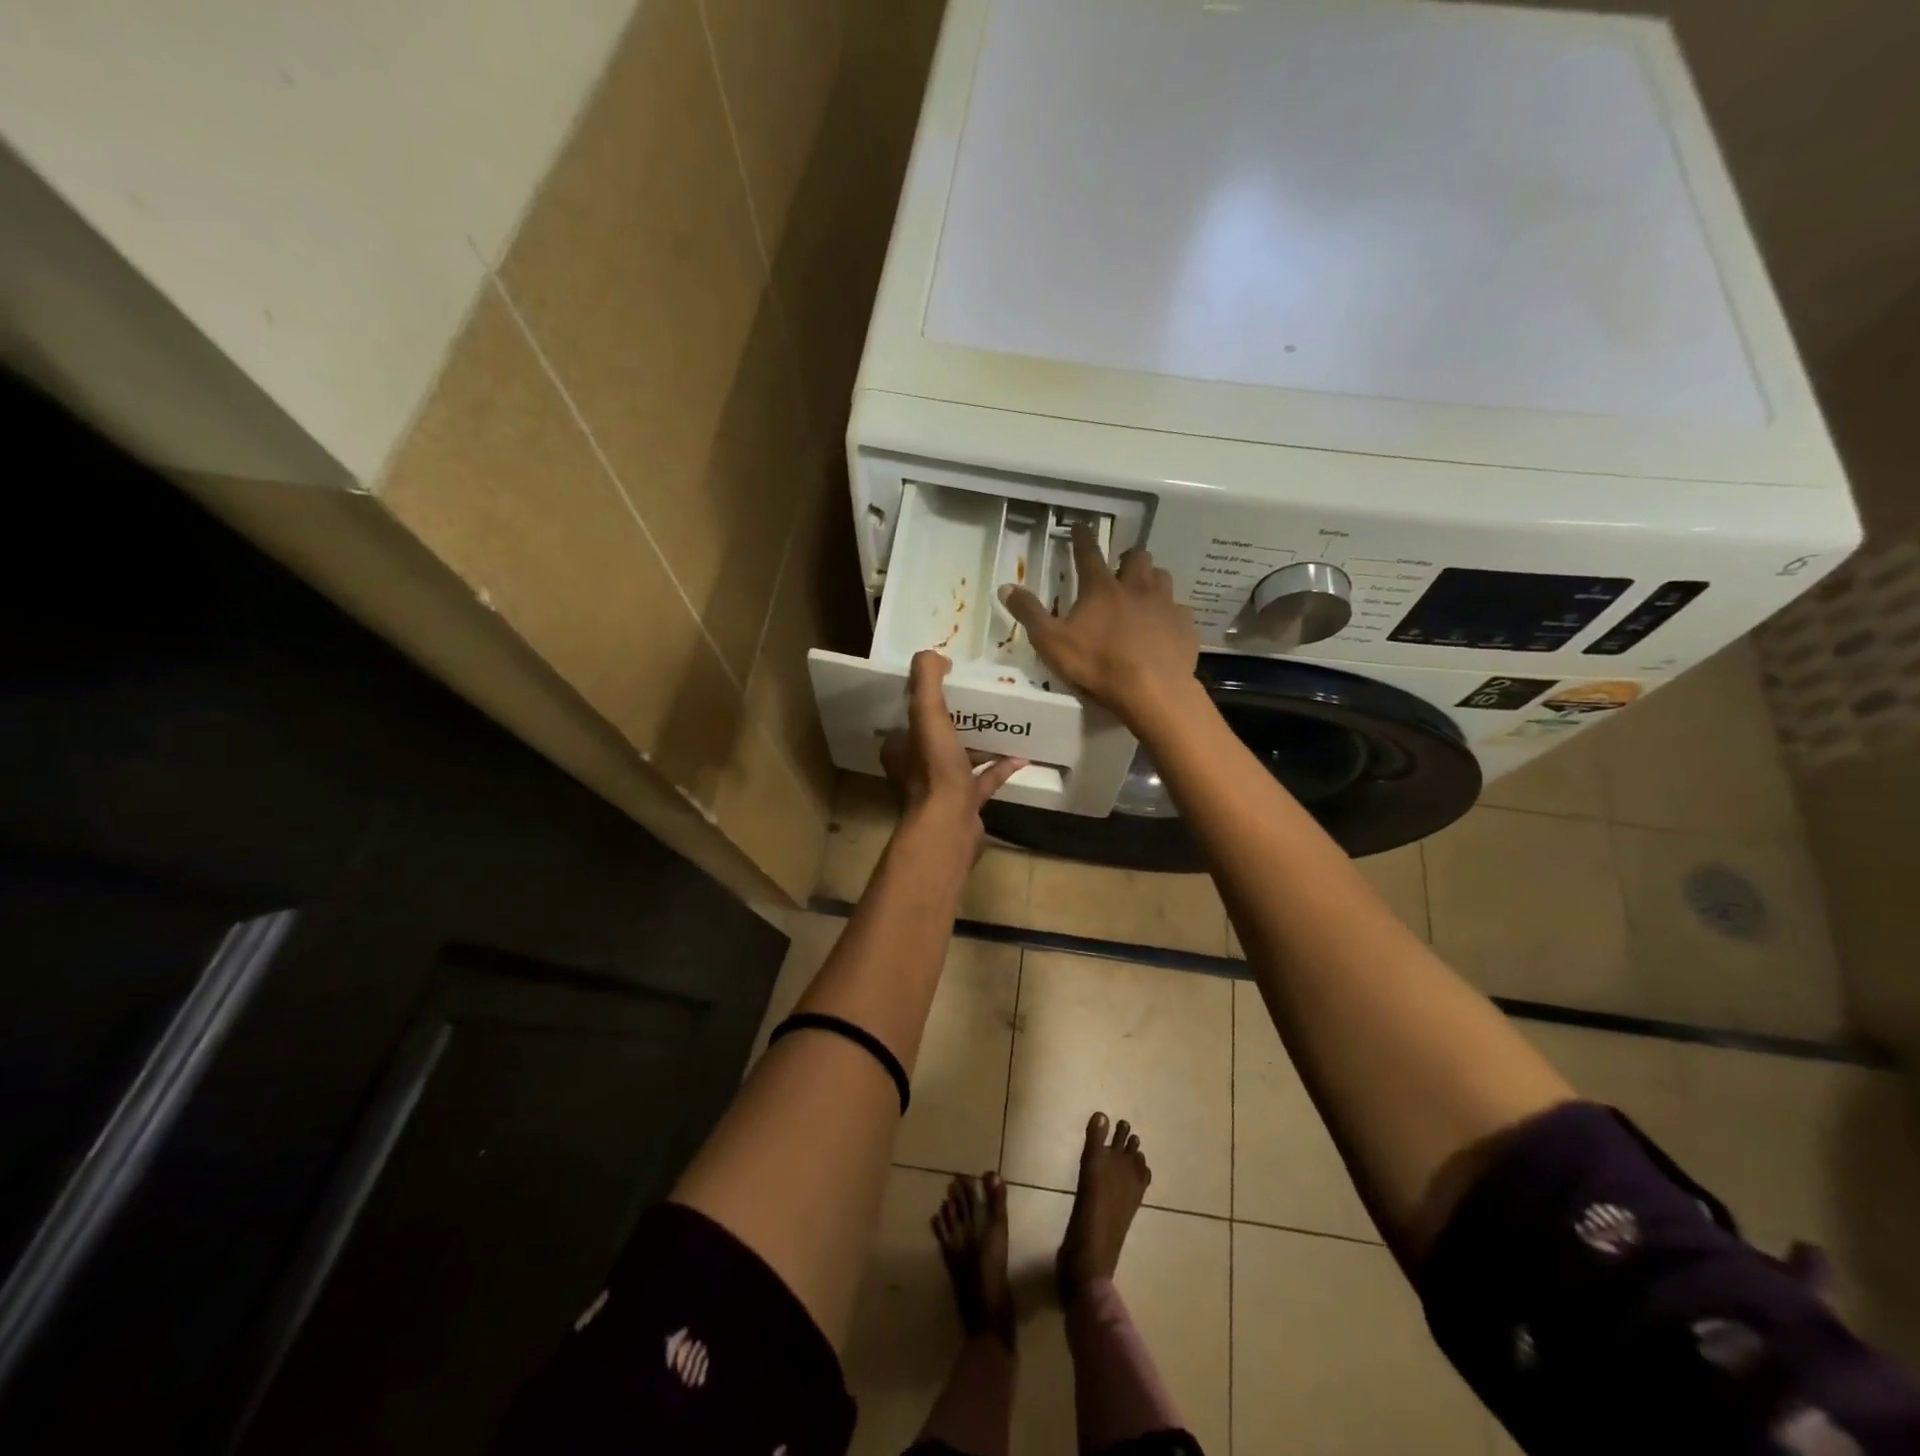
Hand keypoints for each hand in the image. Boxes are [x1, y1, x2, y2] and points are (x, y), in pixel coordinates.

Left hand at [881, 651, 1026, 846]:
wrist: (950, 826)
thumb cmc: (934, 769)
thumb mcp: (928, 714)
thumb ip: (926, 681)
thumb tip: (931, 654)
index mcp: (901, 748)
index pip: (909, 717)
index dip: (925, 699)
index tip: (949, 681)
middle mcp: (915, 768)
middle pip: (936, 737)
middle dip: (957, 720)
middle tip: (980, 700)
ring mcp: (941, 789)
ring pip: (961, 759)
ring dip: (980, 744)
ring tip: (1003, 724)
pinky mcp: (964, 804)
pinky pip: (984, 780)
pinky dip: (1000, 768)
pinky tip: (1021, 756)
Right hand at [999, 523, 1199, 730]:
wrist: (1152, 690)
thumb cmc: (1097, 664)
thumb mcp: (1051, 642)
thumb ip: (1029, 614)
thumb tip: (1006, 587)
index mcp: (1101, 588)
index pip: (1089, 553)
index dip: (1082, 538)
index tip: (1080, 526)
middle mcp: (1136, 587)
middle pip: (1136, 558)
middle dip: (1127, 558)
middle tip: (1120, 568)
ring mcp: (1165, 605)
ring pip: (1162, 577)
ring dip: (1151, 580)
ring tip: (1144, 593)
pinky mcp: (1184, 626)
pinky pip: (1179, 611)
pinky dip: (1170, 615)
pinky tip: (1164, 628)